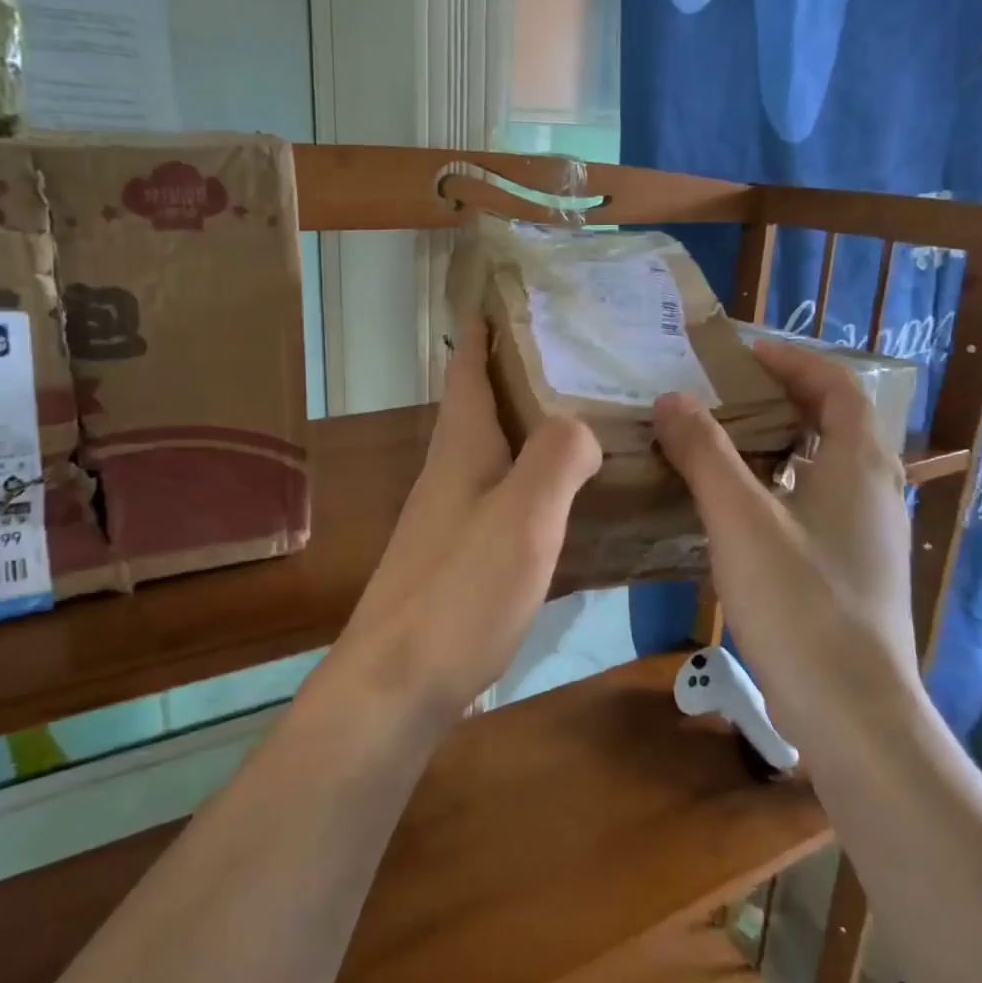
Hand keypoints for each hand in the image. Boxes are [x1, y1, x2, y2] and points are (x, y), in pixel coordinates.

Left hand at [338, 322, 601, 723]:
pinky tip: (566, 503)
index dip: (483, 333)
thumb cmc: (460, 591)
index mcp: (460, 450)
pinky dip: (533, 484)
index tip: (507, 298)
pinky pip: (502, 500)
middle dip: (518, 376)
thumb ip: (556, 458)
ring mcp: (449, 519)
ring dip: (528, 431)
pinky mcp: (457, 560)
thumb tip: (579, 424)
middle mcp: (448, 475)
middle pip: (481, 408)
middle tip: (577, 359)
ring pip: (493, 455)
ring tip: (584, 422)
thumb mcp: (522, 515)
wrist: (398, 684)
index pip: (468, 371)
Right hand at [652, 338, 919, 735]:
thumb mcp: (740, 519)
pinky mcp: (854, 571)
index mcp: (860, 465)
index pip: (837, 386)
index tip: (742, 353)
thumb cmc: (800, 602)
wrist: (853, 713)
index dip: (793, 361)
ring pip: (824, 467)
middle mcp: (875, 491)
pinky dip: (779, 487)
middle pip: (834, 422)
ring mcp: (868, 536)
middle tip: (723, 394)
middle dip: (782, 399)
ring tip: (722, 444)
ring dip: (779, 444)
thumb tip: (672, 398)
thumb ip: (705, 453)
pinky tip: (737, 511)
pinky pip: (815, 505)